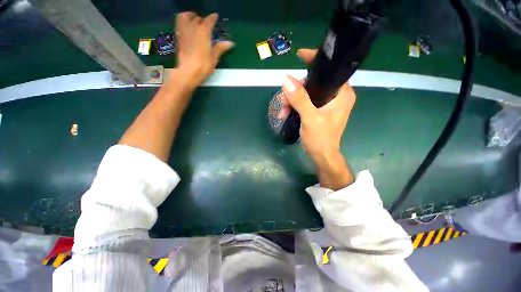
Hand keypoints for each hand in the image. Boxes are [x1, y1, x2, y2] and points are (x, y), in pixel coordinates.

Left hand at [175, 12, 234, 88]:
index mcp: (204, 32)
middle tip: (206, 23)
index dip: (213, 18)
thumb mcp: (214, 58)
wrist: (188, 72)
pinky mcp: (178, 37)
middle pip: (197, 18)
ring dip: (190, 16)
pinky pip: (179, 23)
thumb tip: (231, 43)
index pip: (209, 21)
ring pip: (185, 17)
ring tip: (194, 20)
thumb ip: (220, 48)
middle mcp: (193, 28)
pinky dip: (183, 21)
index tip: (215, 16)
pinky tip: (187, 27)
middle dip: (202, 19)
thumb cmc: (203, 66)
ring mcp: (184, 32)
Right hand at [278, 49, 356, 164]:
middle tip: (284, 101)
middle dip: (295, 91)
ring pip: (307, 93)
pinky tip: (285, 114)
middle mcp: (336, 96)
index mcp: (341, 94)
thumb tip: (286, 80)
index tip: (300, 55)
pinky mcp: (319, 110)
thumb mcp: (309, 118)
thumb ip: (299, 99)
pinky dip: (294, 107)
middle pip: (314, 83)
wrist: (321, 156)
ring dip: (292, 100)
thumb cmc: (320, 139)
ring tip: (282, 112)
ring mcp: (327, 104)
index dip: (315, 61)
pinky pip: (305, 102)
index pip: (330, 70)